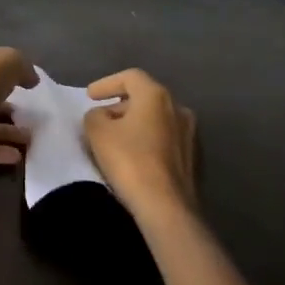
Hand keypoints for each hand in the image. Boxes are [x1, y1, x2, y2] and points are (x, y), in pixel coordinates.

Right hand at [83, 68, 197, 223]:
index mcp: (156, 96)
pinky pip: (165, 139)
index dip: (106, 83)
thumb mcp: (97, 132)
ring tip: (117, 138)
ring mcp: (191, 134)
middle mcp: (179, 109)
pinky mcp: (194, 158)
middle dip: (120, 105)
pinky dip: (148, 141)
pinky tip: (136, 156)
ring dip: (136, 124)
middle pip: (145, 98)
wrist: (167, 206)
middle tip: (101, 118)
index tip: (90, 96)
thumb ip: (95, 115)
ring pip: (157, 119)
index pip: (130, 77)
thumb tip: (103, 116)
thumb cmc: (129, 161)